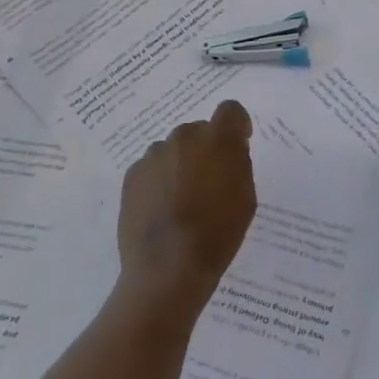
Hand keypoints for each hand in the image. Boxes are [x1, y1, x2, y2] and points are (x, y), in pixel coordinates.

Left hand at [117, 99, 256, 319]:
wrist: (167, 268)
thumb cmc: (217, 234)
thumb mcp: (245, 198)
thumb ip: (238, 164)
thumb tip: (227, 152)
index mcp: (217, 139)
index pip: (230, 110)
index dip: (237, 126)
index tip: (239, 144)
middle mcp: (184, 137)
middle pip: (199, 131)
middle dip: (206, 149)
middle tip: (209, 181)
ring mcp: (153, 154)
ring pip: (173, 150)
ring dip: (181, 164)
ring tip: (181, 200)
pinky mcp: (132, 174)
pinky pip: (152, 168)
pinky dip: (159, 180)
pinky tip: (162, 209)